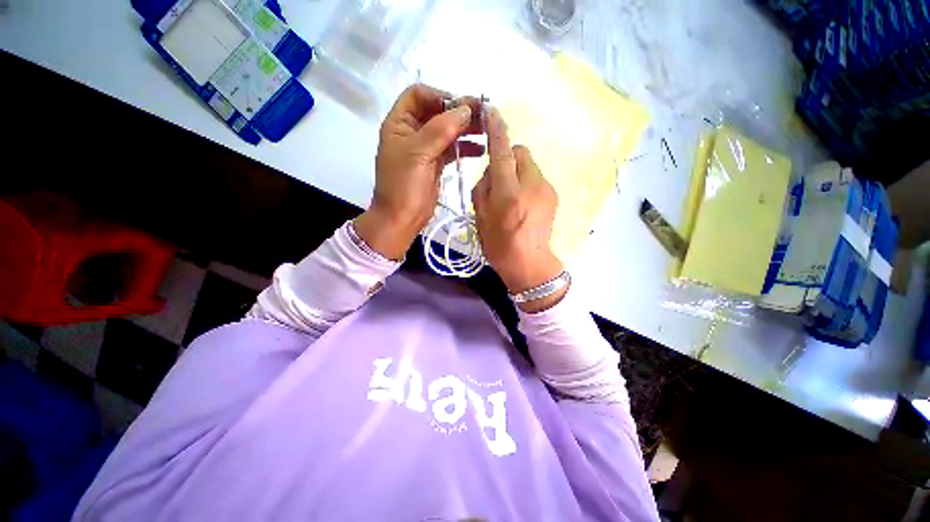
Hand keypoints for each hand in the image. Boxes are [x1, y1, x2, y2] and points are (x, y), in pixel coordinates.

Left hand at [354, 84, 483, 259]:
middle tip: (484, 115)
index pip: (419, 95)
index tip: (461, 108)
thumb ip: (441, 129)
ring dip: (466, 129)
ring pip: (447, 130)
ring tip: (487, 130)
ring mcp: (425, 148)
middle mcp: (412, 132)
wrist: (402, 219)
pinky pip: (452, 149)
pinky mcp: (436, 164)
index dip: (440, 97)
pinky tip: (481, 149)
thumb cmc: (404, 186)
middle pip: (437, 112)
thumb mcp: (418, 153)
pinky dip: (466, 147)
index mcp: (400, 123)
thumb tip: (465, 109)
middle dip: (460, 112)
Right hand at [472, 108, 565, 311]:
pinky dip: (527, 182)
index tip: (492, 112)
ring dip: (517, 172)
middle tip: (499, 181)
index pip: (501, 151)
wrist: (529, 263)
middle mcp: (531, 184)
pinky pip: (536, 177)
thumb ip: (483, 187)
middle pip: (520, 152)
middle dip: (508, 158)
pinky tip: (524, 203)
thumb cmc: (499, 245)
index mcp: (508, 193)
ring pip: (529, 165)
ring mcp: (546, 189)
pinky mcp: (554, 195)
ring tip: (512, 197)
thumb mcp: (480, 217)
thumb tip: (492, 169)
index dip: (496, 130)